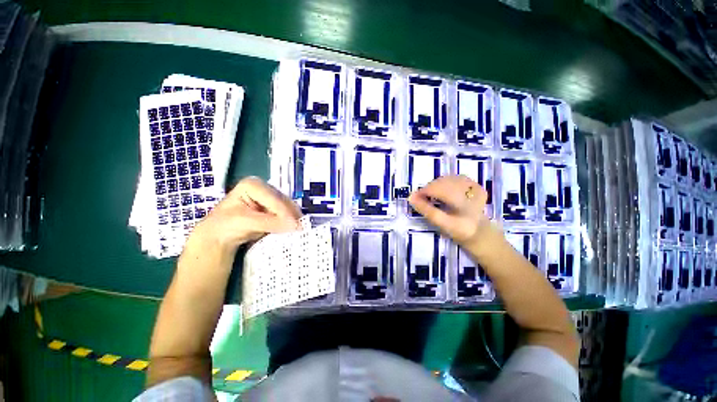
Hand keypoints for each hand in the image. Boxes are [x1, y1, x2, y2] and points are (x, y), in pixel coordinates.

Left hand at [191, 176, 301, 251]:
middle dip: (291, 214)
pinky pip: (287, 213)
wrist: (220, 236)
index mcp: (253, 184)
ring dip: (293, 218)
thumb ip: (270, 223)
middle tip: (300, 227)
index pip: (274, 198)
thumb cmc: (226, 226)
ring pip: (288, 207)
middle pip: (284, 201)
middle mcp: (265, 187)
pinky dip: (290, 220)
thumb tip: (295, 225)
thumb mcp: (246, 223)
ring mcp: (270, 197)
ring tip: (299, 228)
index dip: (285, 212)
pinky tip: (293, 227)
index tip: (295, 225)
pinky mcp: (274, 207)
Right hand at [408, 175, 493, 246]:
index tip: (414, 198)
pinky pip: (455, 178)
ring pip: (448, 178)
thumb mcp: (442, 224)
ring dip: (437, 185)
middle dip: (429, 188)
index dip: (424, 191)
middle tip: (422, 198)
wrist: (480, 232)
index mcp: (464, 202)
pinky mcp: (475, 185)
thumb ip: (426, 210)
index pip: (440, 189)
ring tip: (432, 195)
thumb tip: (411, 197)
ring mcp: (475, 186)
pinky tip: (443, 191)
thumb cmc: (459, 230)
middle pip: (443, 182)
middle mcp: (471, 191)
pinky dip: (445, 183)